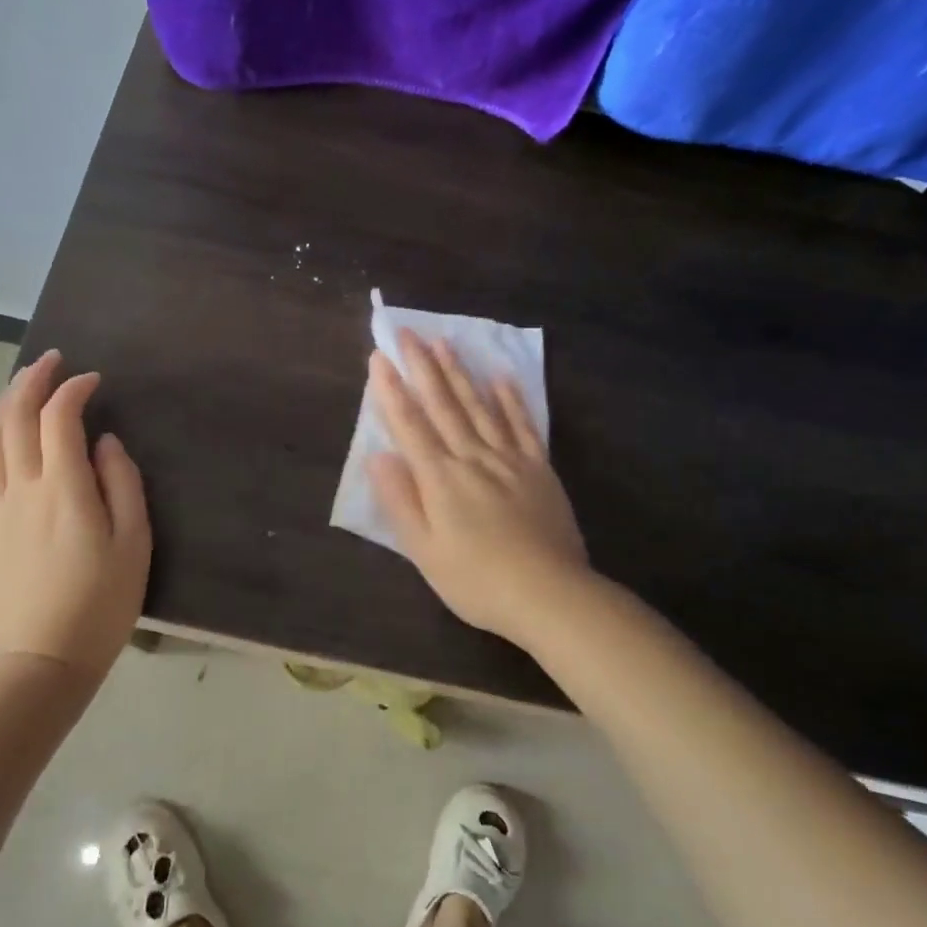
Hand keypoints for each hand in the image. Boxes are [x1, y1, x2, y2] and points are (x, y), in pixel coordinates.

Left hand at [0, 350, 150, 682]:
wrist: (46, 657)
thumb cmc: (102, 601)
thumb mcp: (135, 542)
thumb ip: (122, 484)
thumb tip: (105, 443)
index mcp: (64, 489)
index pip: (61, 419)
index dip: (74, 390)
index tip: (94, 381)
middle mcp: (23, 488)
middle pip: (19, 419)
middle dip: (34, 381)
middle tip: (53, 361)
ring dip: (6, 402)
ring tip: (22, 380)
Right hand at [367, 331, 588, 649]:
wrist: (549, 595)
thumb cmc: (476, 580)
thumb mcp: (424, 551)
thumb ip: (400, 500)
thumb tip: (377, 456)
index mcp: (440, 478)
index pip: (410, 424)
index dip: (391, 390)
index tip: (379, 358)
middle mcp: (472, 457)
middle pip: (443, 405)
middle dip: (422, 366)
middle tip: (407, 332)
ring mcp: (509, 459)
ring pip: (479, 406)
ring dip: (460, 372)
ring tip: (445, 341)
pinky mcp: (538, 468)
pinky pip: (523, 426)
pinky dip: (511, 400)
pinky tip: (502, 377)